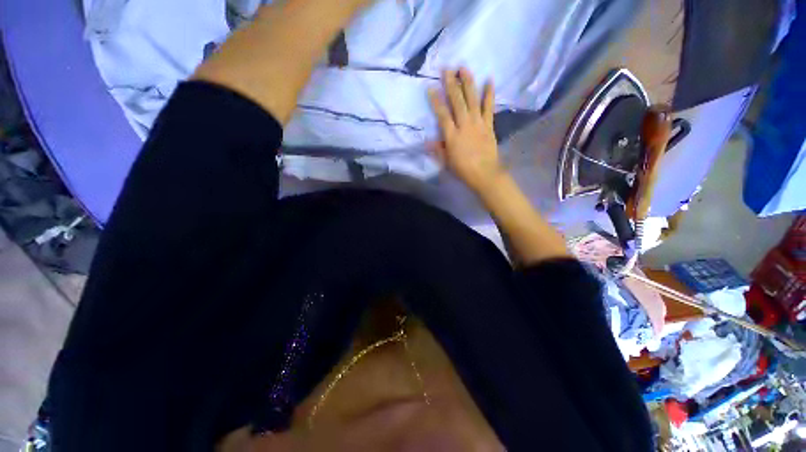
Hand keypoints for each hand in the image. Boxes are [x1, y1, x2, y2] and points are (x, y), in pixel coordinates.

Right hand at [428, 68, 505, 192]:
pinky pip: (489, 107)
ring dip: (468, 83)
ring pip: (472, 99)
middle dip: (451, 84)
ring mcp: (478, 123)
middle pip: (457, 102)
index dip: (436, 101)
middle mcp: (464, 125)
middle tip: (447, 69)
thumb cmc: (463, 170)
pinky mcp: (488, 125)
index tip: (431, 88)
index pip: (442, 115)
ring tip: (463, 68)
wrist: (484, 174)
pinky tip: (489, 80)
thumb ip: (437, 150)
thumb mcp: (446, 162)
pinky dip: (489, 93)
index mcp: (452, 136)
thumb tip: (427, 141)